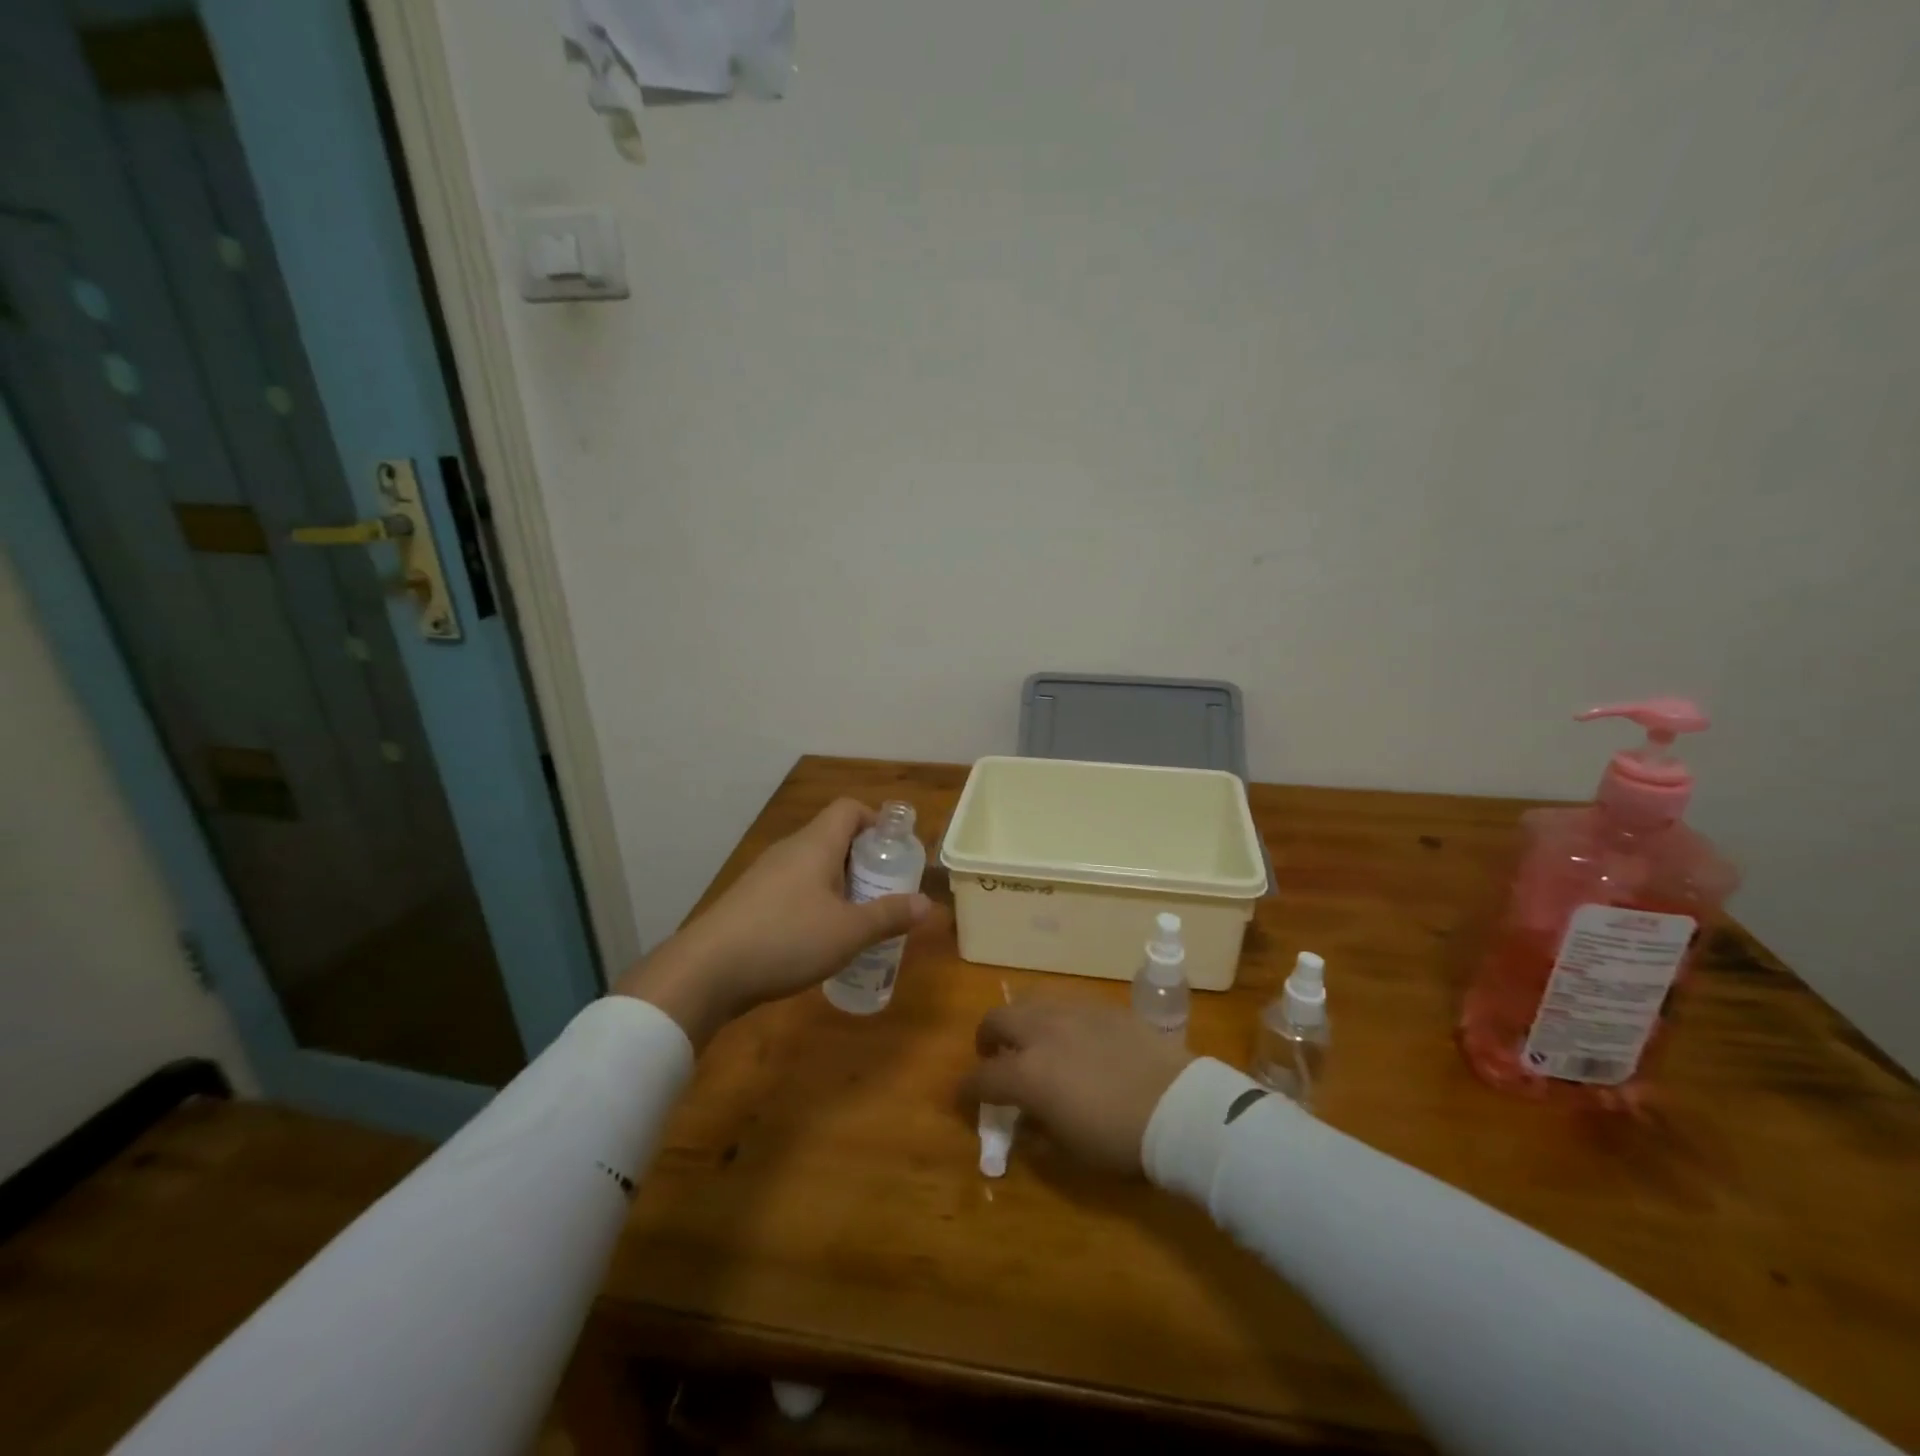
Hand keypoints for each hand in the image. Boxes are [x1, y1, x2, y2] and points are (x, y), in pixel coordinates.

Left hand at [615, 799, 933, 1045]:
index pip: (849, 809)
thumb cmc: (786, 938)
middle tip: (885, 891)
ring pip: (813, 866)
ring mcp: (765, 875)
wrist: (706, 970)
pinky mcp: (749, 902)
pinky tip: (820, 939)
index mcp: (816, 844)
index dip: (876, 821)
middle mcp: (790, 850)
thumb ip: (889, 915)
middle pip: (833, 837)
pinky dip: (814, 903)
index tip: (895, 851)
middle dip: (863, 861)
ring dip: (840, 885)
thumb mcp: (848, 932)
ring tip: (859, 918)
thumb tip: (928, 904)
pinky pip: (793, 889)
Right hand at [963, 1001, 1193, 1174]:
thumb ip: (1037, 1132)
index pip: (982, 1077)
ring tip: (1033, 1040)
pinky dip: (1056, 1018)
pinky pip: (1066, 1003)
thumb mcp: (1071, 1150)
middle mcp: (1041, 1032)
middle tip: (994, 1056)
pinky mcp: (1102, 1005)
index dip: (967, 1089)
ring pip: (1030, 1002)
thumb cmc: (1119, 1139)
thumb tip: (1024, 1122)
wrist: (1177, 1105)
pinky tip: (1073, 1036)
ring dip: (1021, 1021)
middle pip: (997, 1019)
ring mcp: (1072, 1012)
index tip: (964, 1097)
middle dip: (987, 1038)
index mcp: (1027, 1073)